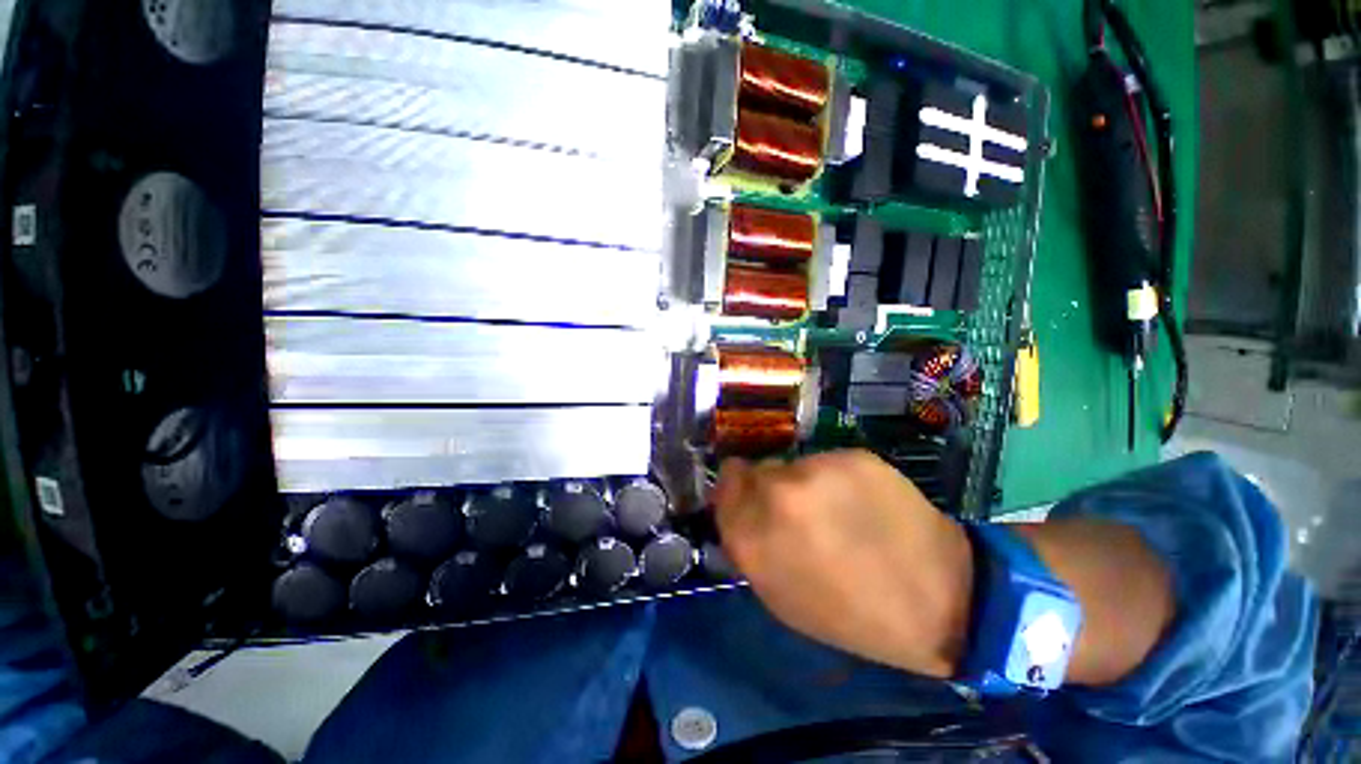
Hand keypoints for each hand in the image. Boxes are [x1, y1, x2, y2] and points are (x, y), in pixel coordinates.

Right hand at [713, 450, 972, 677]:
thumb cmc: (847, 612)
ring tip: (836, 507)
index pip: (725, 481)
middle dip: (770, 485)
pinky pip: (830, 461)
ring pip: (794, 464)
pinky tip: (863, 500)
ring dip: (805, 482)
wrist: (935, 603)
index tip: (749, 492)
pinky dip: (838, 476)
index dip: (737, 486)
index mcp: (751, 534)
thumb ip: (746, 541)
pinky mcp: (852, 456)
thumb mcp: (777, 594)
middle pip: (756, 468)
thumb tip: (736, 503)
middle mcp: (775, 494)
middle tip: (798, 507)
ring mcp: (815, 470)